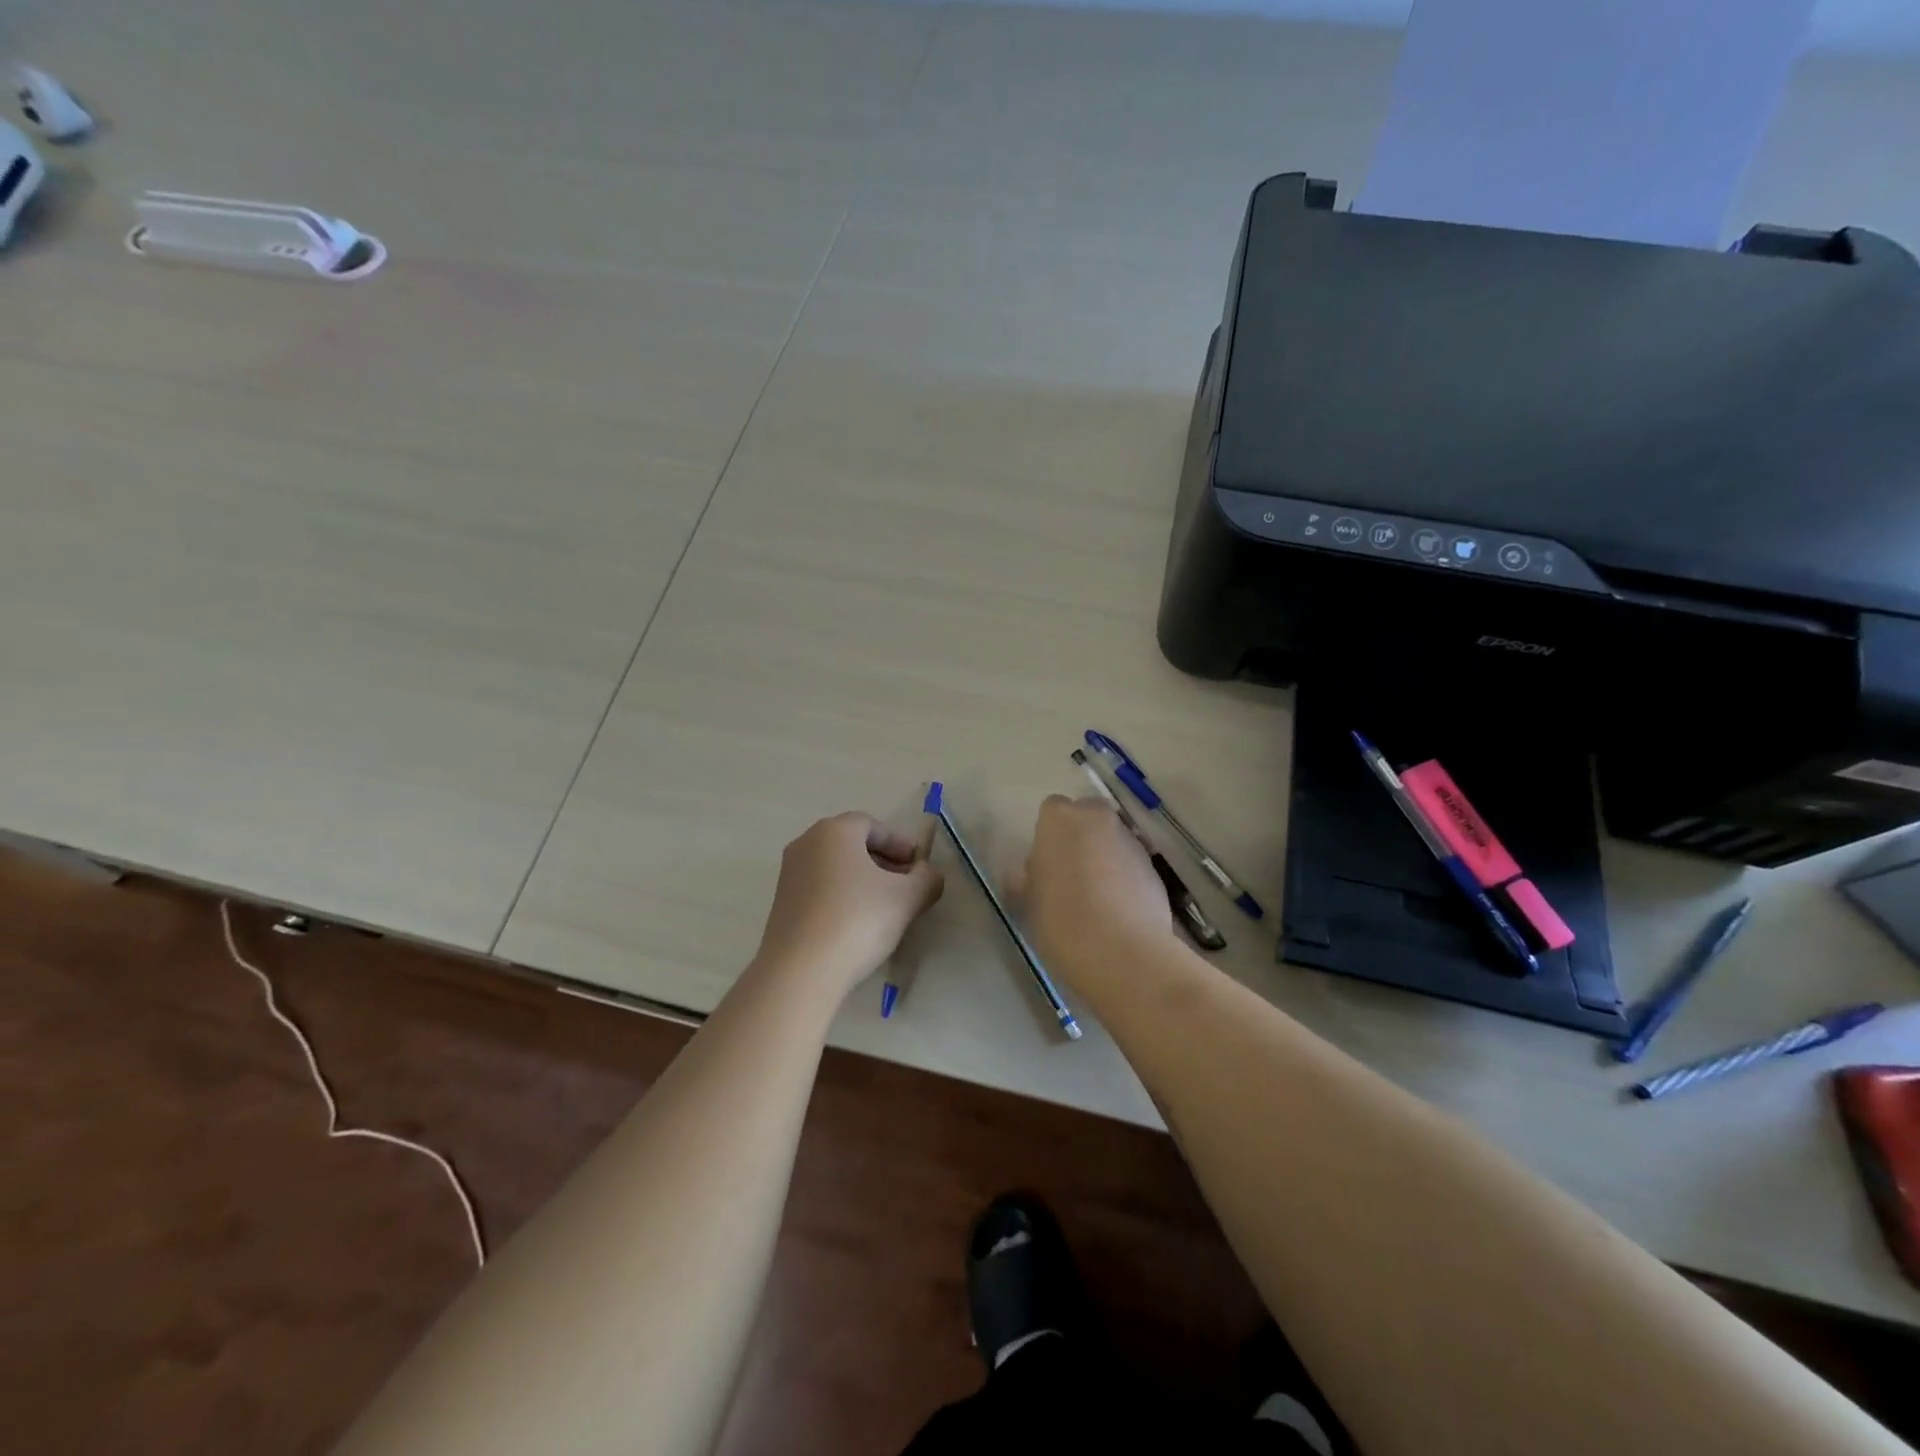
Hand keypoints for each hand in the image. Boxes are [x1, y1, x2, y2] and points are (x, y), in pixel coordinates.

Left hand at [754, 812, 944, 996]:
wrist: (800, 971)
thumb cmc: (857, 920)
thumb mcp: (906, 898)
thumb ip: (926, 879)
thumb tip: (929, 874)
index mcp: (834, 831)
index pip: (873, 825)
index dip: (900, 844)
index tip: (918, 868)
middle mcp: (806, 844)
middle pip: (852, 844)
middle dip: (882, 861)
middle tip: (905, 886)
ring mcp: (789, 874)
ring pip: (835, 867)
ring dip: (862, 880)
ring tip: (884, 908)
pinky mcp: (780, 904)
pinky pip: (819, 889)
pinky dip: (841, 897)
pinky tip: (856, 924)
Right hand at [1022, 795, 1176, 988]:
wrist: (1122, 952)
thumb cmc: (1061, 920)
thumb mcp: (1029, 902)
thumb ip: (1029, 879)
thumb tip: (1030, 874)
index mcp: (1059, 819)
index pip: (1051, 810)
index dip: (1049, 836)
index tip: (1046, 864)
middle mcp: (1097, 818)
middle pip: (1087, 818)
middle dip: (1080, 838)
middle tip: (1070, 875)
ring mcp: (1130, 840)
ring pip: (1112, 840)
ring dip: (1104, 858)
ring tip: (1096, 899)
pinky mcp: (1154, 867)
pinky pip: (1131, 864)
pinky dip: (1125, 877)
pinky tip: (1118, 910)